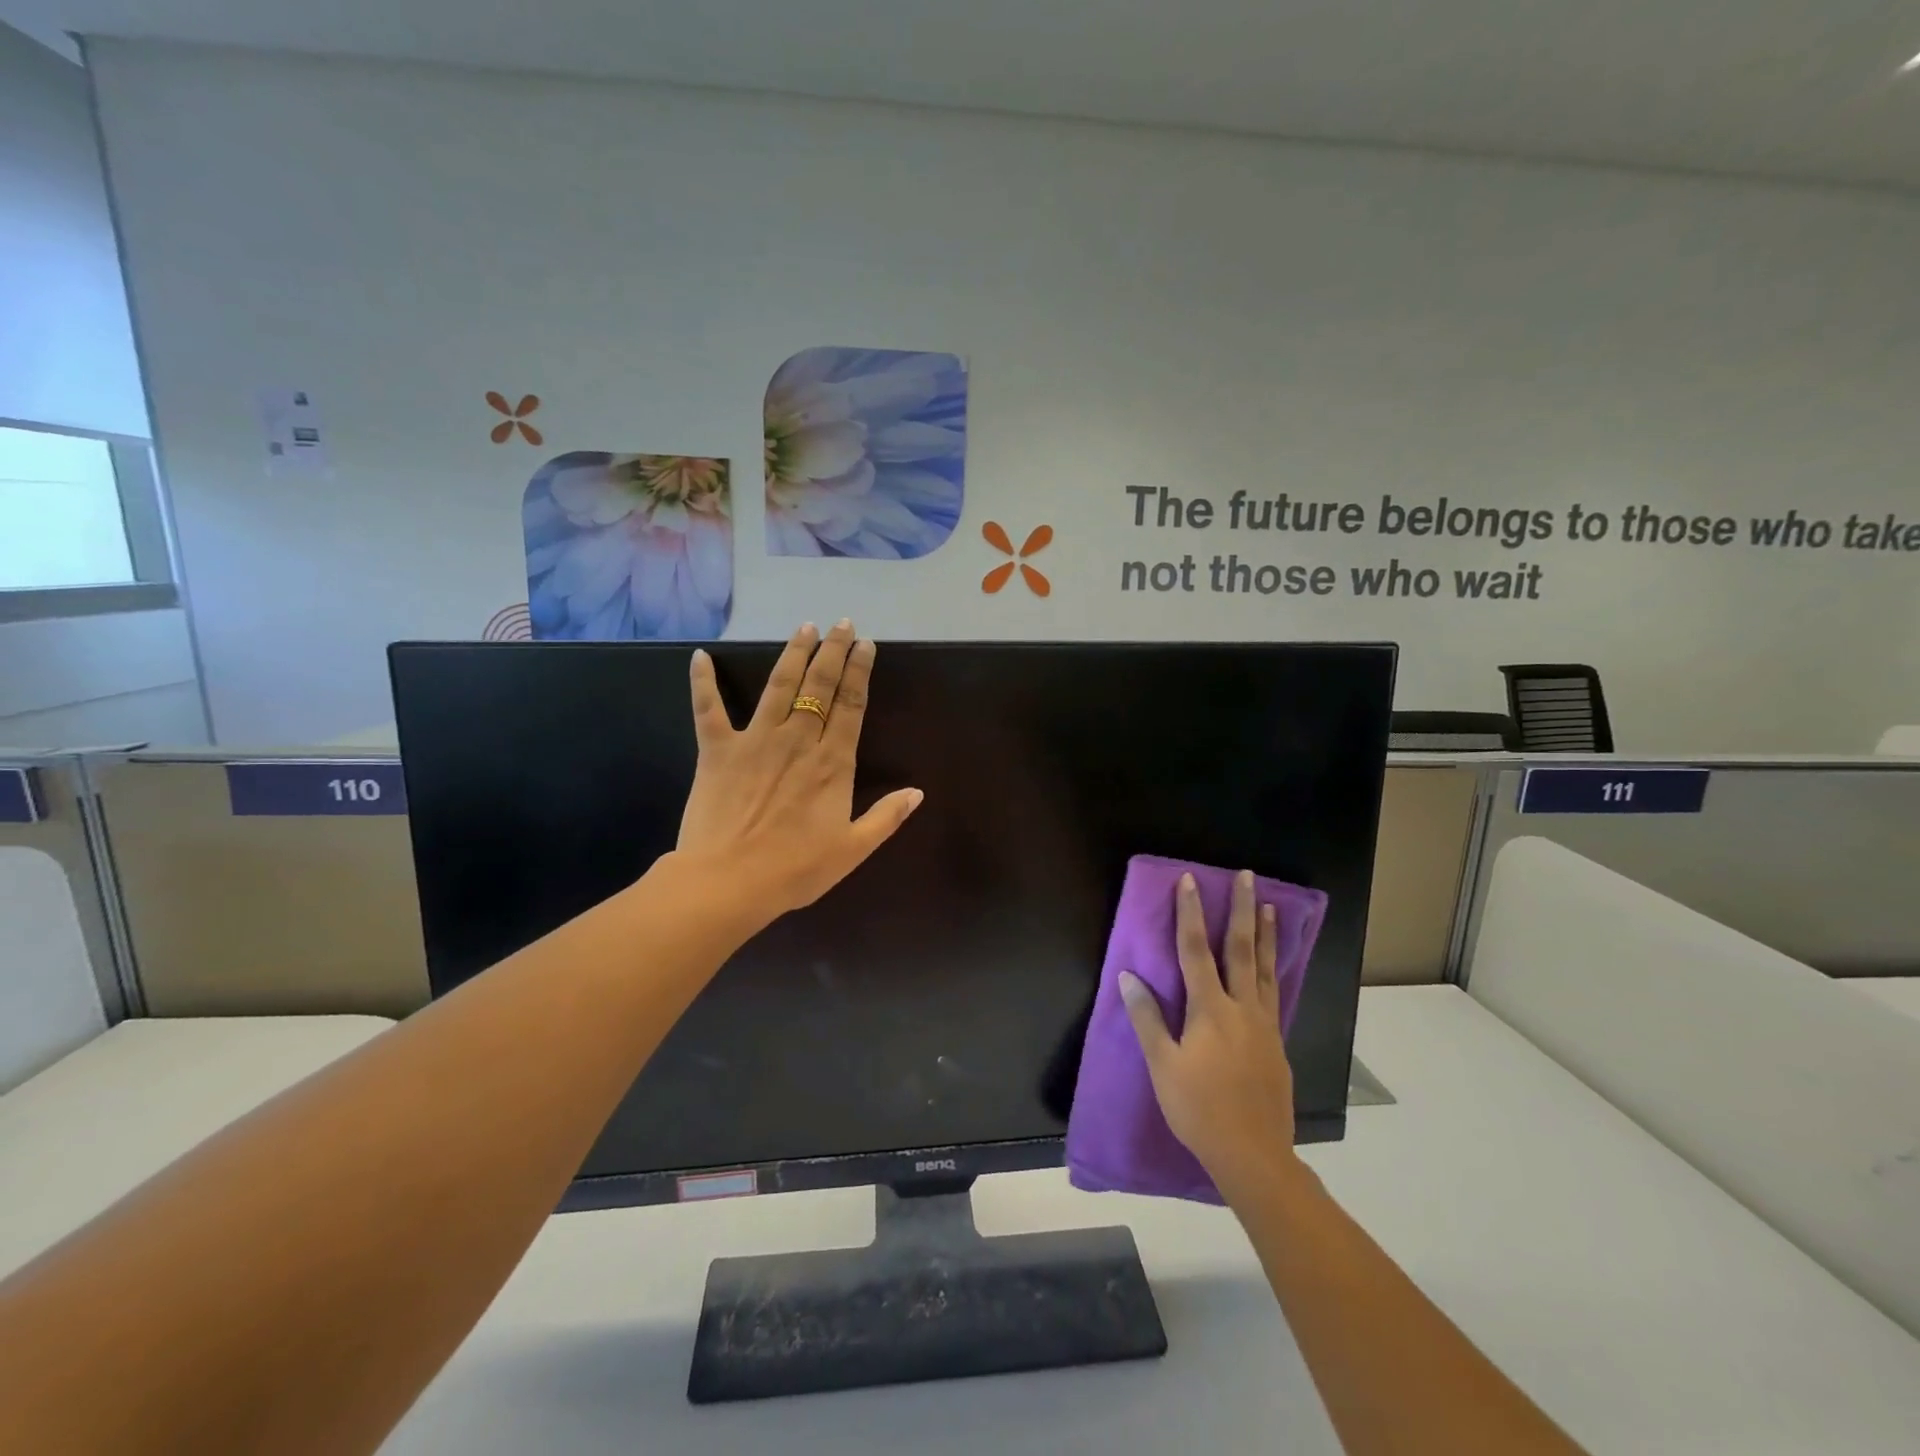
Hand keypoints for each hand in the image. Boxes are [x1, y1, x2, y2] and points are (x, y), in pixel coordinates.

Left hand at [677, 620, 922, 916]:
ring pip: (777, 686)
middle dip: (832, 651)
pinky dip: (702, 682)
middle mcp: (797, 740)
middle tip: (842, 624)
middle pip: (818, 686)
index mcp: (832, 763)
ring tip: (804, 628)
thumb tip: (917, 792)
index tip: (866, 645)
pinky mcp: (717, 750)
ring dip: (792, 654)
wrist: (727, 882)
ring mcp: (754, 741)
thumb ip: (886, 818)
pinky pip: (708, 709)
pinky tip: (700, 656)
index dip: (859, 672)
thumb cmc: (794, 870)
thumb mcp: (852, 851)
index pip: (851, 705)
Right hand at [1120, 870, 1303, 1194]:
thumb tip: (1129, 976)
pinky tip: (1272, 967)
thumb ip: (1147, 1018)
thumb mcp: (1162, 1065)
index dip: (1190, 914)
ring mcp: (1265, 1026)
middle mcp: (1242, 1008)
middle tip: (1246, 876)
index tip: (1189, 881)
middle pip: (1241, 950)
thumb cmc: (1198, 1109)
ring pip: (1266, 969)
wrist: (1253, 1155)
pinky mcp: (1277, 1044)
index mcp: (1210, 1010)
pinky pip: (1275, 994)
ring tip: (1269, 906)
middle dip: (1241, 910)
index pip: (1196, 951)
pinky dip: (1273, 970)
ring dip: (1266, 934)